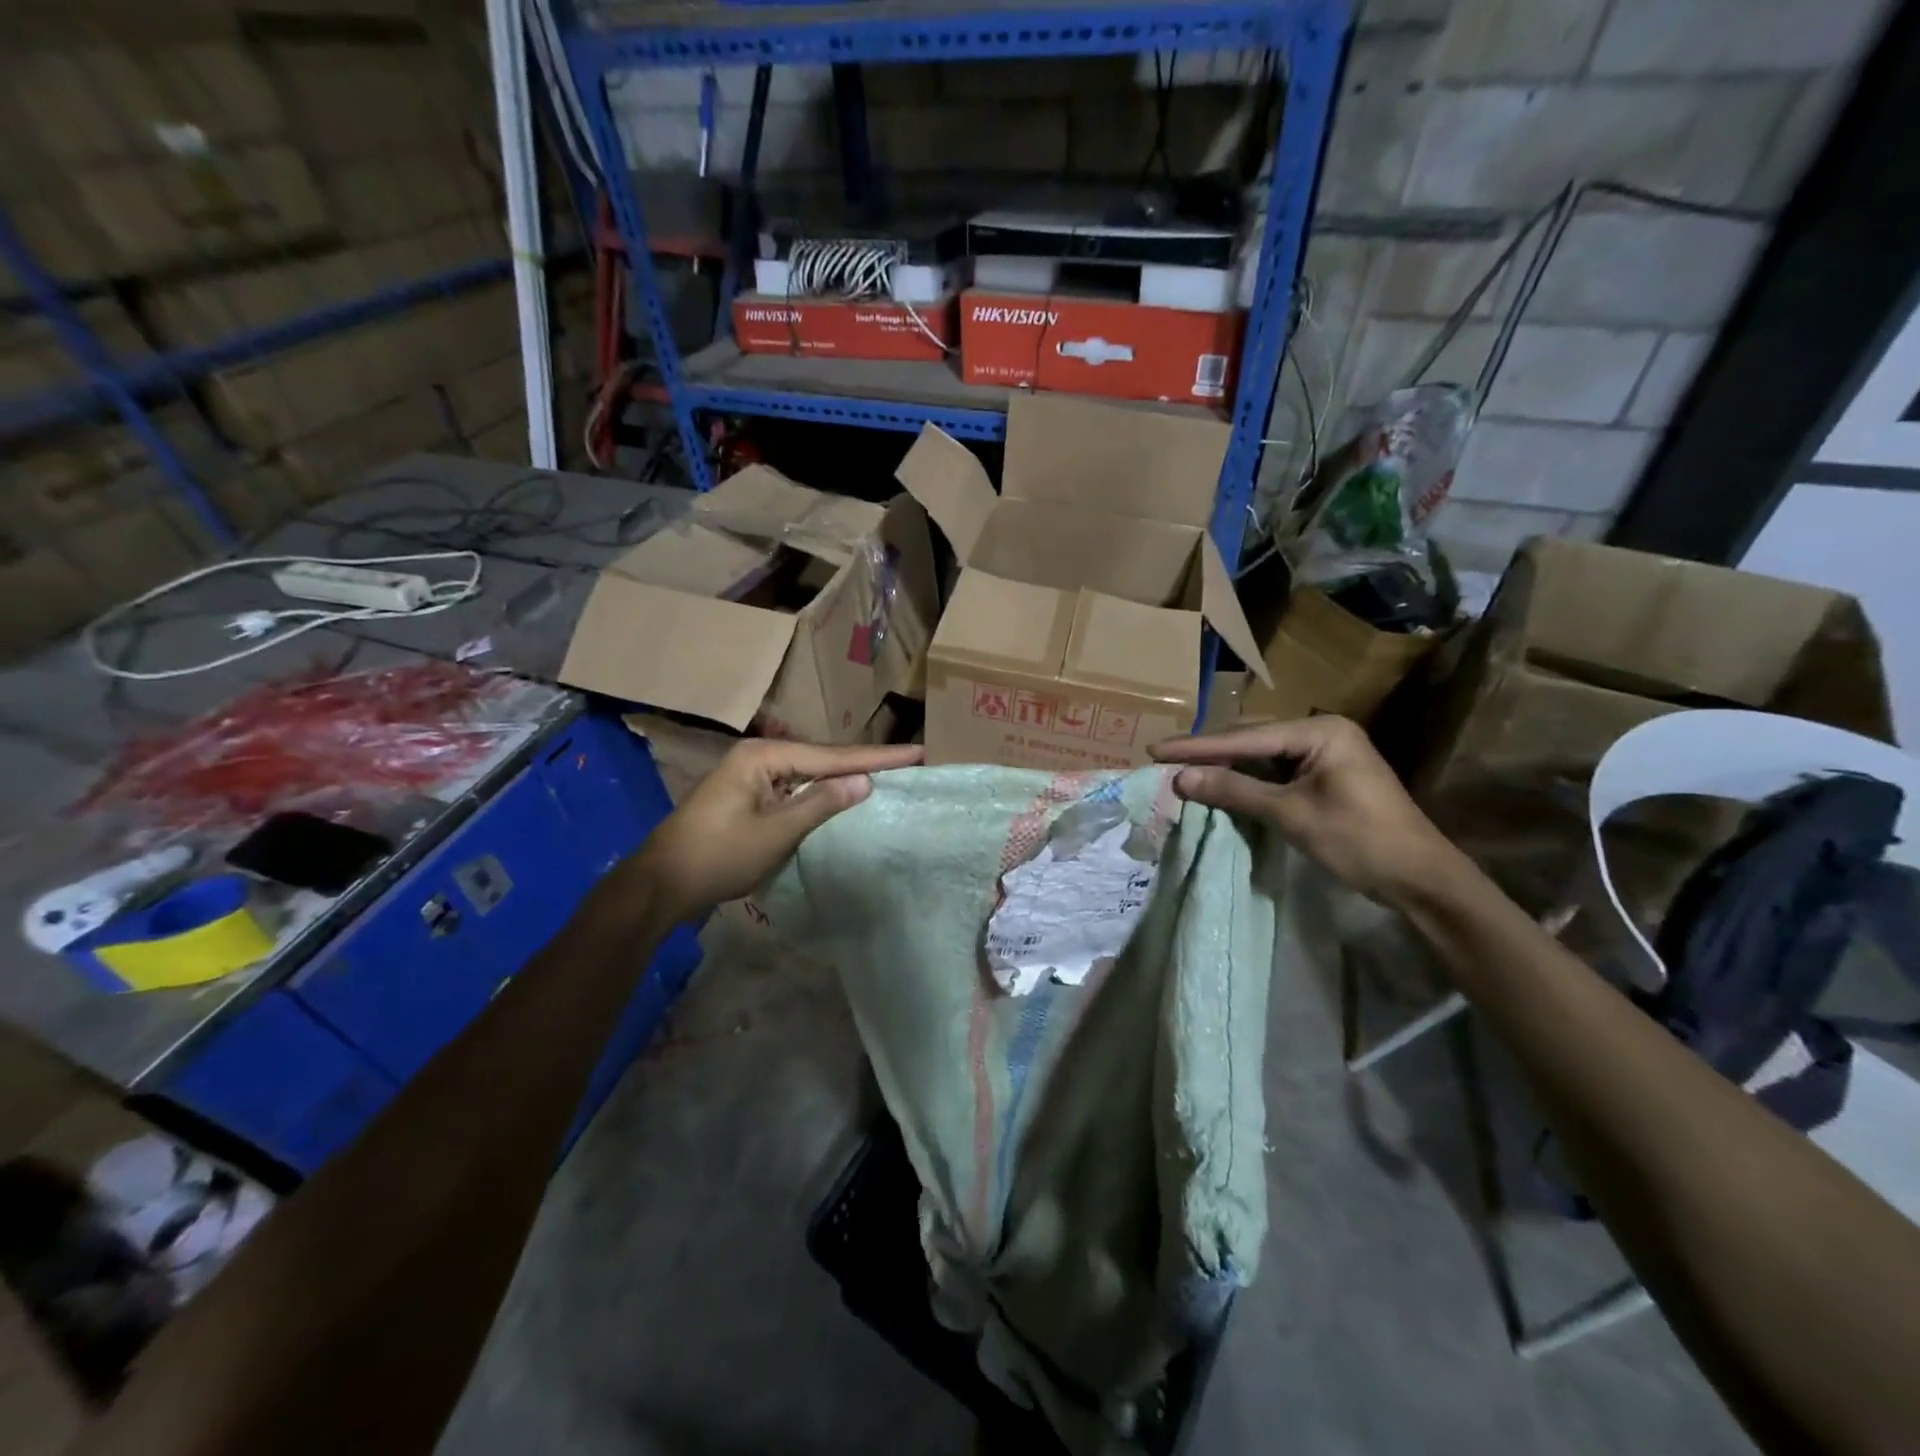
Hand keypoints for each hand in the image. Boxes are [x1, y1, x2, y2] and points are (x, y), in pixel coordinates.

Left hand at [634, 739, 921, 920]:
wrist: (660, 884)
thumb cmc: (717, 856)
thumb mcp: (775, 832)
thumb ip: (821, 803)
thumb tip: (864, 780)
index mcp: (763, 758)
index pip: (831, 756)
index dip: (877, 758)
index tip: (917, 752)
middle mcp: (758, 759)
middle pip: (822, 760)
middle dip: (864, 763)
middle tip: (909, 760)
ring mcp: (751, 778)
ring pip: (809, 775)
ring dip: (844, 778)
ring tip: (887, 774)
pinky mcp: (748, 799)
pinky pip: (795, 791)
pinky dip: (821, 795)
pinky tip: (844, 797)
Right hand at [1151, 716, 1462, 906]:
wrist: (1421, 879)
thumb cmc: (1359, 841)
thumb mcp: (1291, 814)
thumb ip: (1235, 791)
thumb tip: (1180, 778)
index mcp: (1320, 731)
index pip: (1245, 738)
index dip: (1197, 747)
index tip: (1155, 749)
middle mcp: (1322, 731)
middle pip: (1251, 738)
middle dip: (1208, 752)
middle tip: (1163, 759)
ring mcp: (1326, 753)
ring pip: (1261, 753)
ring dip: (1225, 765)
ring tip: (1182, 769)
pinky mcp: (1326, 775)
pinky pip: (1275, 769)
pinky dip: (1246, 778)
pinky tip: (1219, 783)